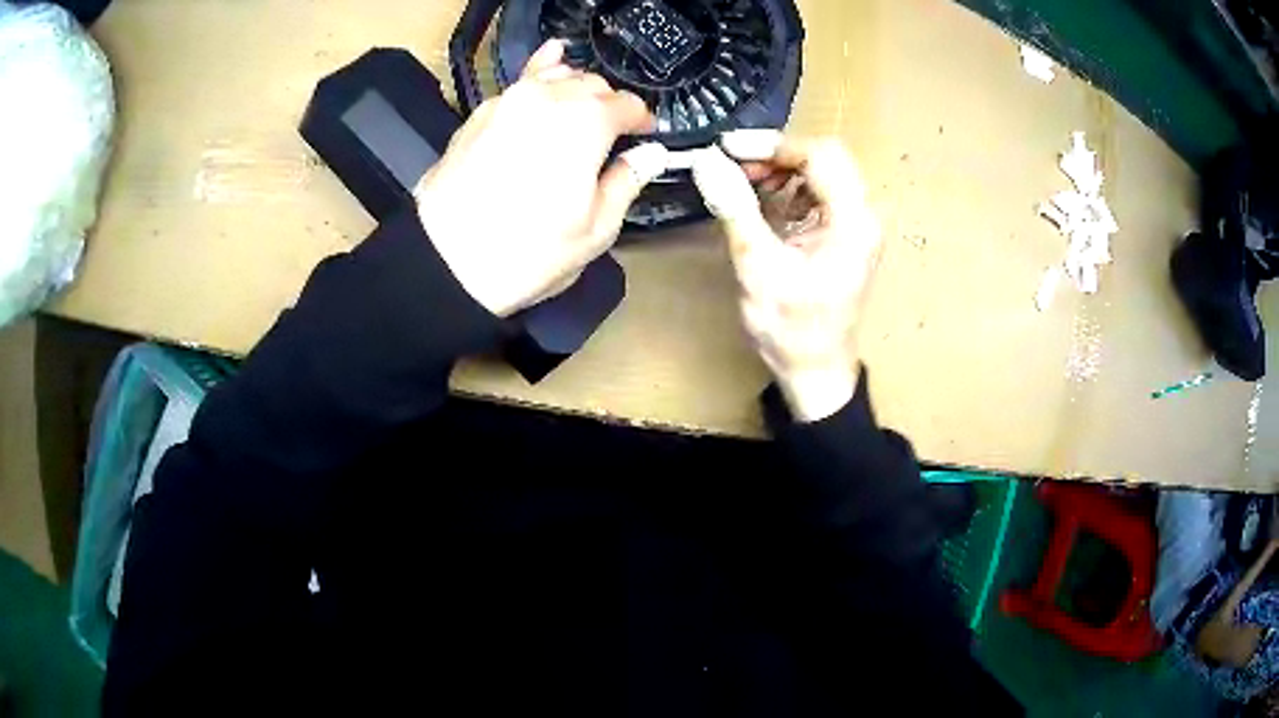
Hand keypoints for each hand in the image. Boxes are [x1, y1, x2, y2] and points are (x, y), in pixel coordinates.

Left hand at [413, 40, 667, 316]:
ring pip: (555, 76)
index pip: (628, 105)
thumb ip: (626, 181)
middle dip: (608, 104)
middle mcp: (549, 98)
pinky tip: (544, 80)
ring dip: (575, 89)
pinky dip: (539, 80)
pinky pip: (519, 83)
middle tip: (612, 134)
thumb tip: (651, 154)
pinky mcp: (480, 112)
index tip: (645, 136)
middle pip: (592, 85)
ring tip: (579, 111)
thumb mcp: (595, 229)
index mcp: (587, 122)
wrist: (444, 263)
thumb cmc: (527, 253)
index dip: (642, 120)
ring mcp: (509, 100)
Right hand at [693, 131, 882, 422]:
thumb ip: (736, 209)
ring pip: (820, 172)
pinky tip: (759, 203)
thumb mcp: (758, 268)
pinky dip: (786, 189)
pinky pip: (816, 194)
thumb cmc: (791, 330)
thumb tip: (707, 161)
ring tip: (741, 184)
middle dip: (775, 155)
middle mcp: (862, 215)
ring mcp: (855, 225)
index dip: (772, 145)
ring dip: (779, 170)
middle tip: (732, 166)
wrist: (815, 374)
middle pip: (823, 158)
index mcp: (853, 221)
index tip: (727, 149)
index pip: (819, 155)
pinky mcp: (842, 234)